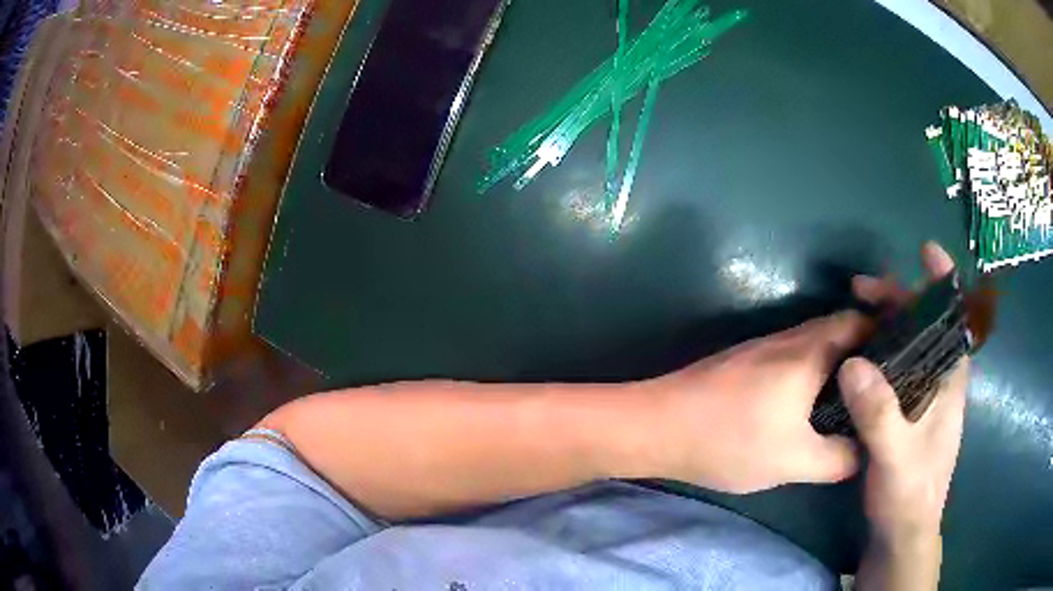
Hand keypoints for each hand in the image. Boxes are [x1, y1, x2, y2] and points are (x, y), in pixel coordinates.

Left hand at [648, 310, 869, 492]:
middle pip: (840, 329)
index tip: (904, 359)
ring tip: (857, 394)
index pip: (860, 322)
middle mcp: (790, 337)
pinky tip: (814, 400)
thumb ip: (838, 458)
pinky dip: (814, 370)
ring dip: (838, 361)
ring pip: (815, 343)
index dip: (885, 334)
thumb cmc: (730, 440)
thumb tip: (862, 452)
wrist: (657, 426)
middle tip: (884, 383)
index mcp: (809, 350)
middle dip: (865, 351)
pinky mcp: (745, 361)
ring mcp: (764, 346)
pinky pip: (795, 356)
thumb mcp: (794, 460)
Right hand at [839, 242, 968, 544]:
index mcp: (948, 384)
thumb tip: (853, 361)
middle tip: (862, 291)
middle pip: (925, 327)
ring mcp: (920, 400)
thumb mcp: (896, 457)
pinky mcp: (903, 415)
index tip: (925, 253)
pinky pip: (893, 370)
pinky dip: (878, 352)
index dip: (943, 284)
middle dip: (900, 301)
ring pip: (908, 348)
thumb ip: (879, 414)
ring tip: (855, 314)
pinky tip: (856, 355)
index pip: (953, 320)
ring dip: (886, 324)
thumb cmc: (909, 495)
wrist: (900, 535)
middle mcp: (937, 384)